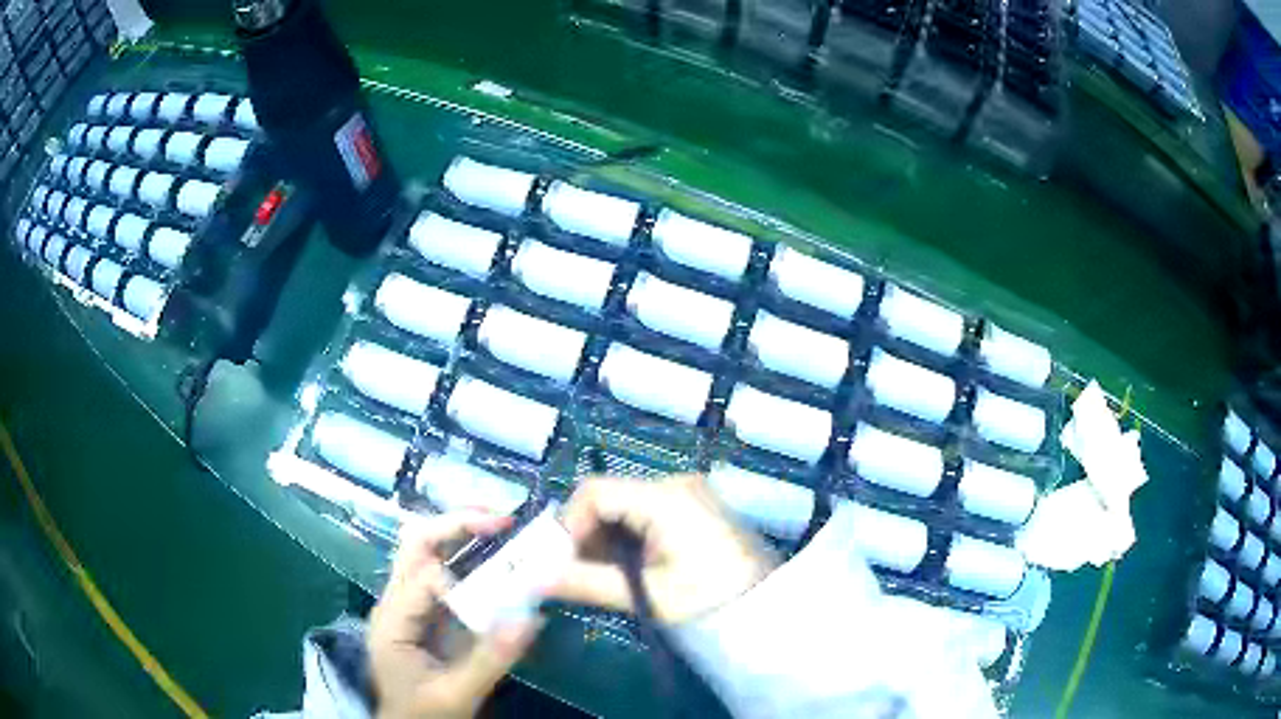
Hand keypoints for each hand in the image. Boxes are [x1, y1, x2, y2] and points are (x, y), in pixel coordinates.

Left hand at [370, 512, 542, 718]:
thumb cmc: (423, 713)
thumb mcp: (457, 694)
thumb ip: (490, 660)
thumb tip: (531, 619)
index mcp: (393, 620)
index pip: (422, 579)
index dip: (462, 578)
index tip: (504, 589)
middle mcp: (395, 601)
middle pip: (415, 544)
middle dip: (457, 524)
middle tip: (503, 520)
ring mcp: (409, 603)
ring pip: (426, 549)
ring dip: (462, 532)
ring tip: (502, 525)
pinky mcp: (425, 611)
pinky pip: (443, 570)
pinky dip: (468, 555)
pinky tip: (495, 555)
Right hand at [548, 474, 777, 622]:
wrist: (770, 606)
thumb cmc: (711, 599)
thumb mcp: (648, 594)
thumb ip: (588, 583)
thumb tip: (535, 579)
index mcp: (664, 497)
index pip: (594, 491)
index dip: (569, 523)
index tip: (562, 562)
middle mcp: (675, 483)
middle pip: (609, 497)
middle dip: (586, 535)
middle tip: (580, 575)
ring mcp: (688, 493)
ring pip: (625, 507)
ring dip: (606, 540)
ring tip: (606, 577)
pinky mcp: (695, 508)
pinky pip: (646, 514)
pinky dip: (629, 539)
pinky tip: (632, 569)